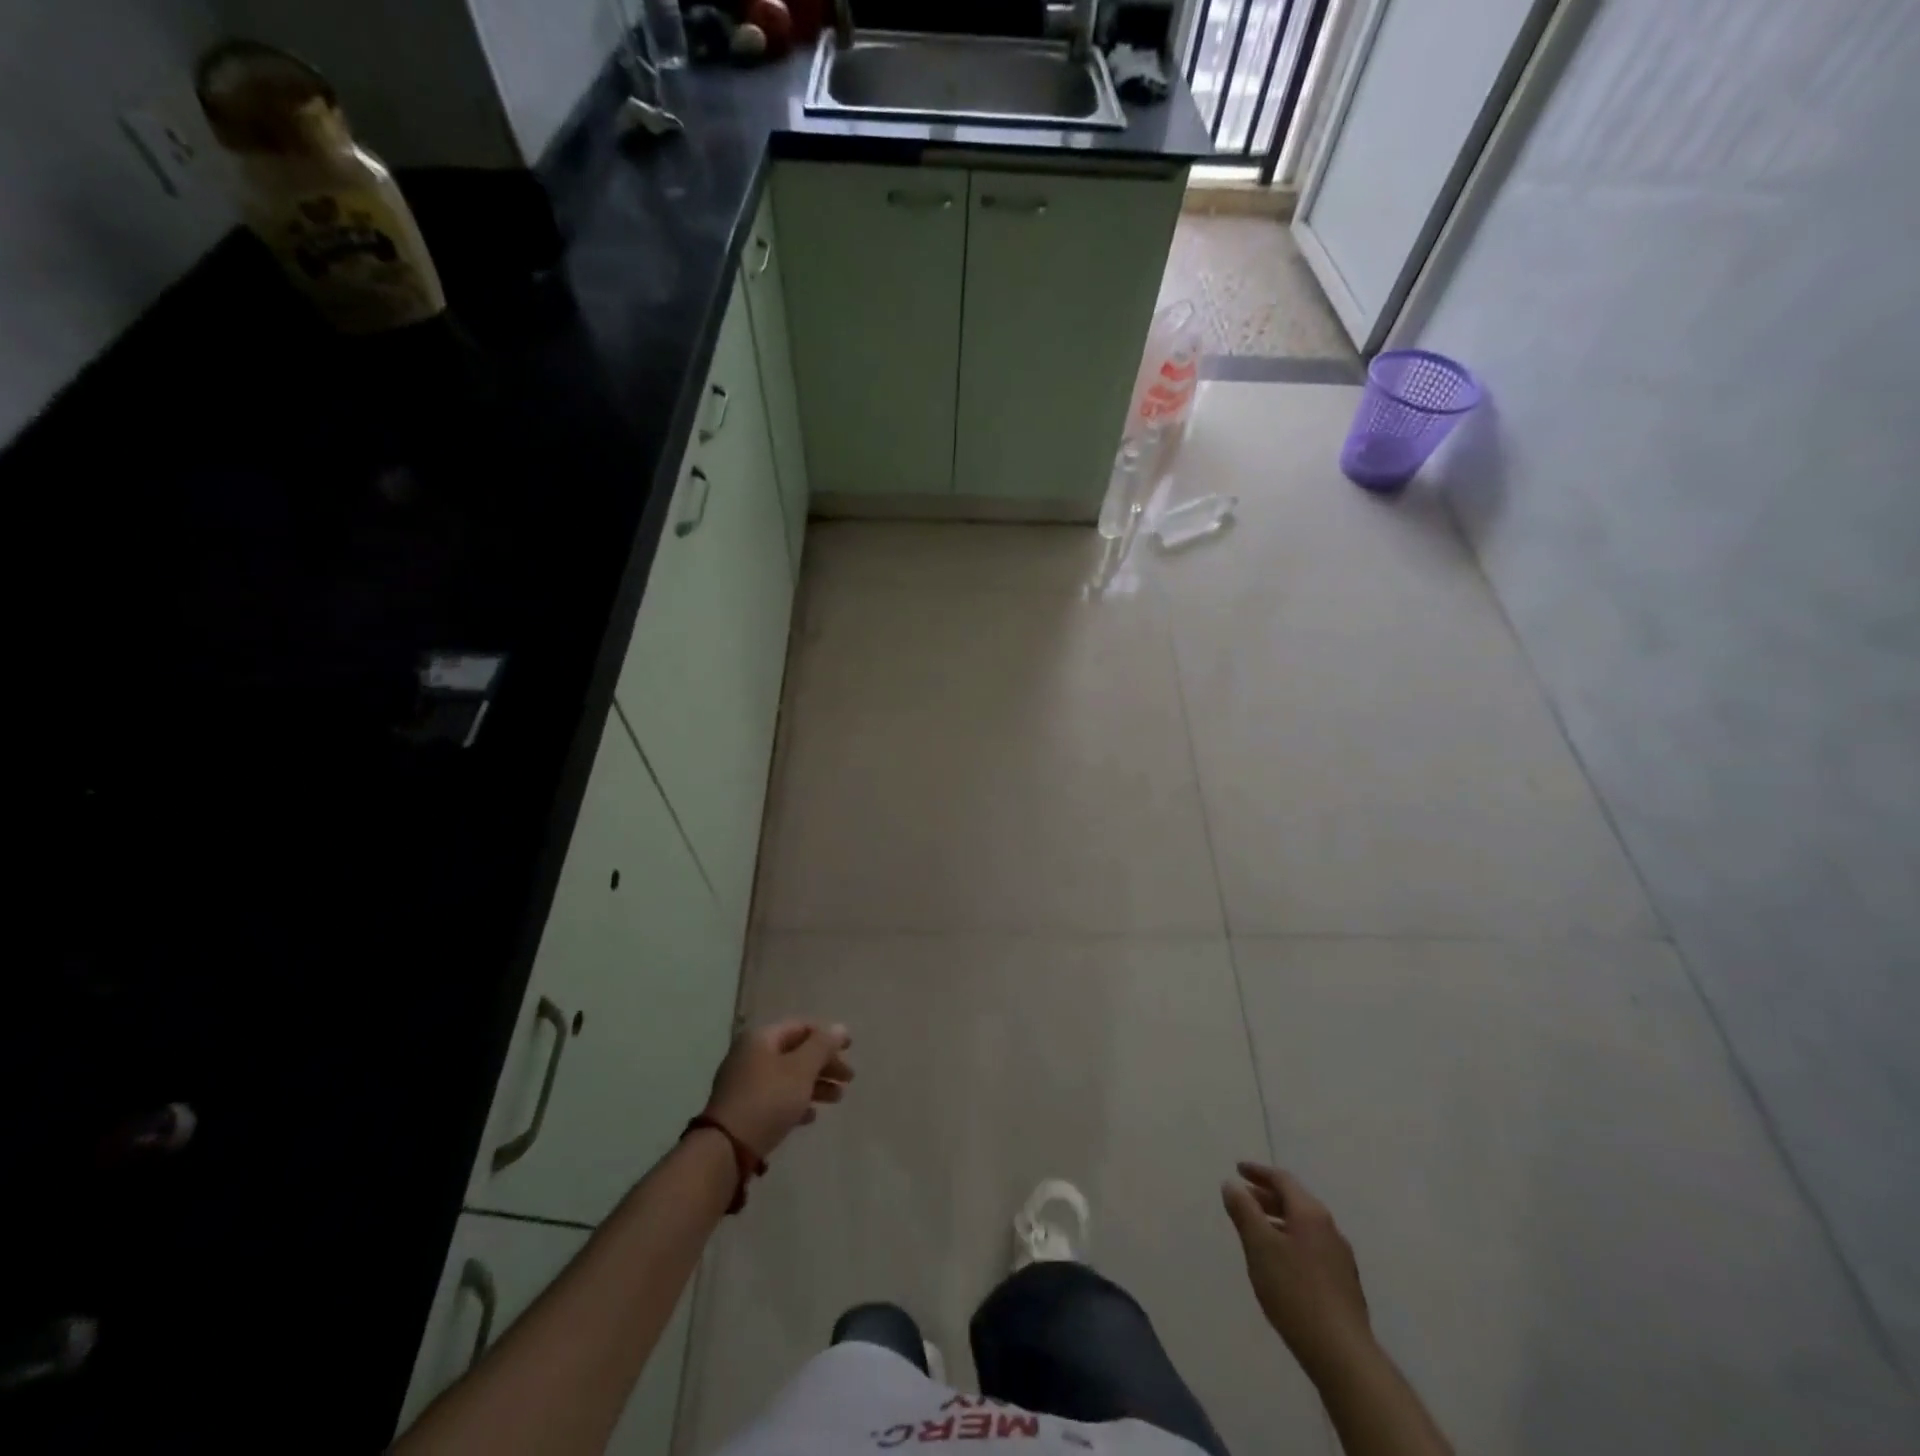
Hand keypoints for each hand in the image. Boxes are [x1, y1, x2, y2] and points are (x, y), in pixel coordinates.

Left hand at [702, 1019, 853, 1158]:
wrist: (725, 1149)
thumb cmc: (768, 1100)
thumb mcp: (801, 1070)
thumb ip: (822, 1046)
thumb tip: (839, 1027)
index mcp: (762, 1038)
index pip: (801, 1027)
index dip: (828, 1035)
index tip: (850, 1049)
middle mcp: (751, 1055)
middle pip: (795, 1052)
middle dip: (824, 1064)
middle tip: (848, 1079)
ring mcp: (745, 1083)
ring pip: (788, 1077)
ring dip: (815, 1085)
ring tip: (837, 1099)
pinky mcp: (743, 1110)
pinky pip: (776, 1098)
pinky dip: (796, 1102)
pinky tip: (811, 1117)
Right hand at [1223, 1162, 1373, 1384]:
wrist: (1343, 1355)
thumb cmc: (1295, 1292)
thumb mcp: (1259, 1246)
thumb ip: (1244, 1211)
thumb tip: (1232, 1184)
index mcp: (1311, 1214)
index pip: (1282, 1180)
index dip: (1258, 1171)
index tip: (1238, 1169)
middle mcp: (1330, 1229)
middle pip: (1295, 1201)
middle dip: (1267, 1196)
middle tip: (1244, 1198)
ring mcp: (1340, 1258)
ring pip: (1304, 1226)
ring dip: (1279, 1220)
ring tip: (1258, 1230)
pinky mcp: (1344, 1284)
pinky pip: (1312, 1247)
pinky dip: (1291, 1240)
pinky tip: (1281, 1263)